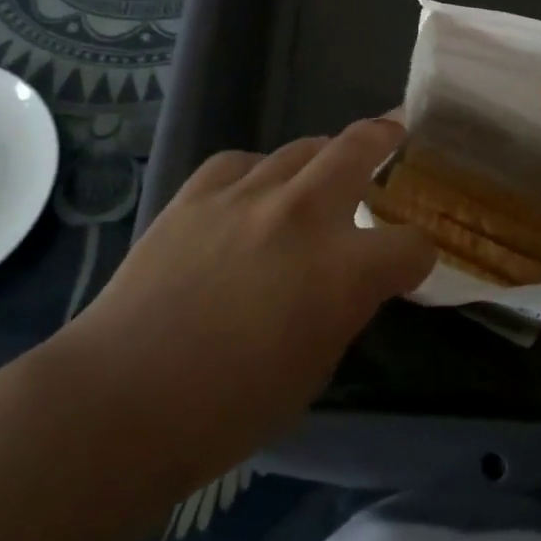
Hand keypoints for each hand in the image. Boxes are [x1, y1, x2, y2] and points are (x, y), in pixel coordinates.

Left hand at [61, 119, 433, 477]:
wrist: (122, 397)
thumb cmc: (228, 408)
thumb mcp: (315, 368)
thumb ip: (343, 308)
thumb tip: (347, 282)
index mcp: (344, 269)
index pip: (412, 245)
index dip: (418, 256)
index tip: (410, 265)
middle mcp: (304, 213)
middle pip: (362, 146)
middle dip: (388, 137)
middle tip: (397, 132)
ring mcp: (248, 193)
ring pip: (303, 147)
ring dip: (323, 157)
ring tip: (323, 170)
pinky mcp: (198, 191)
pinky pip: (243, 162)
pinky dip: (259, 174)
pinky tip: (252, 193)